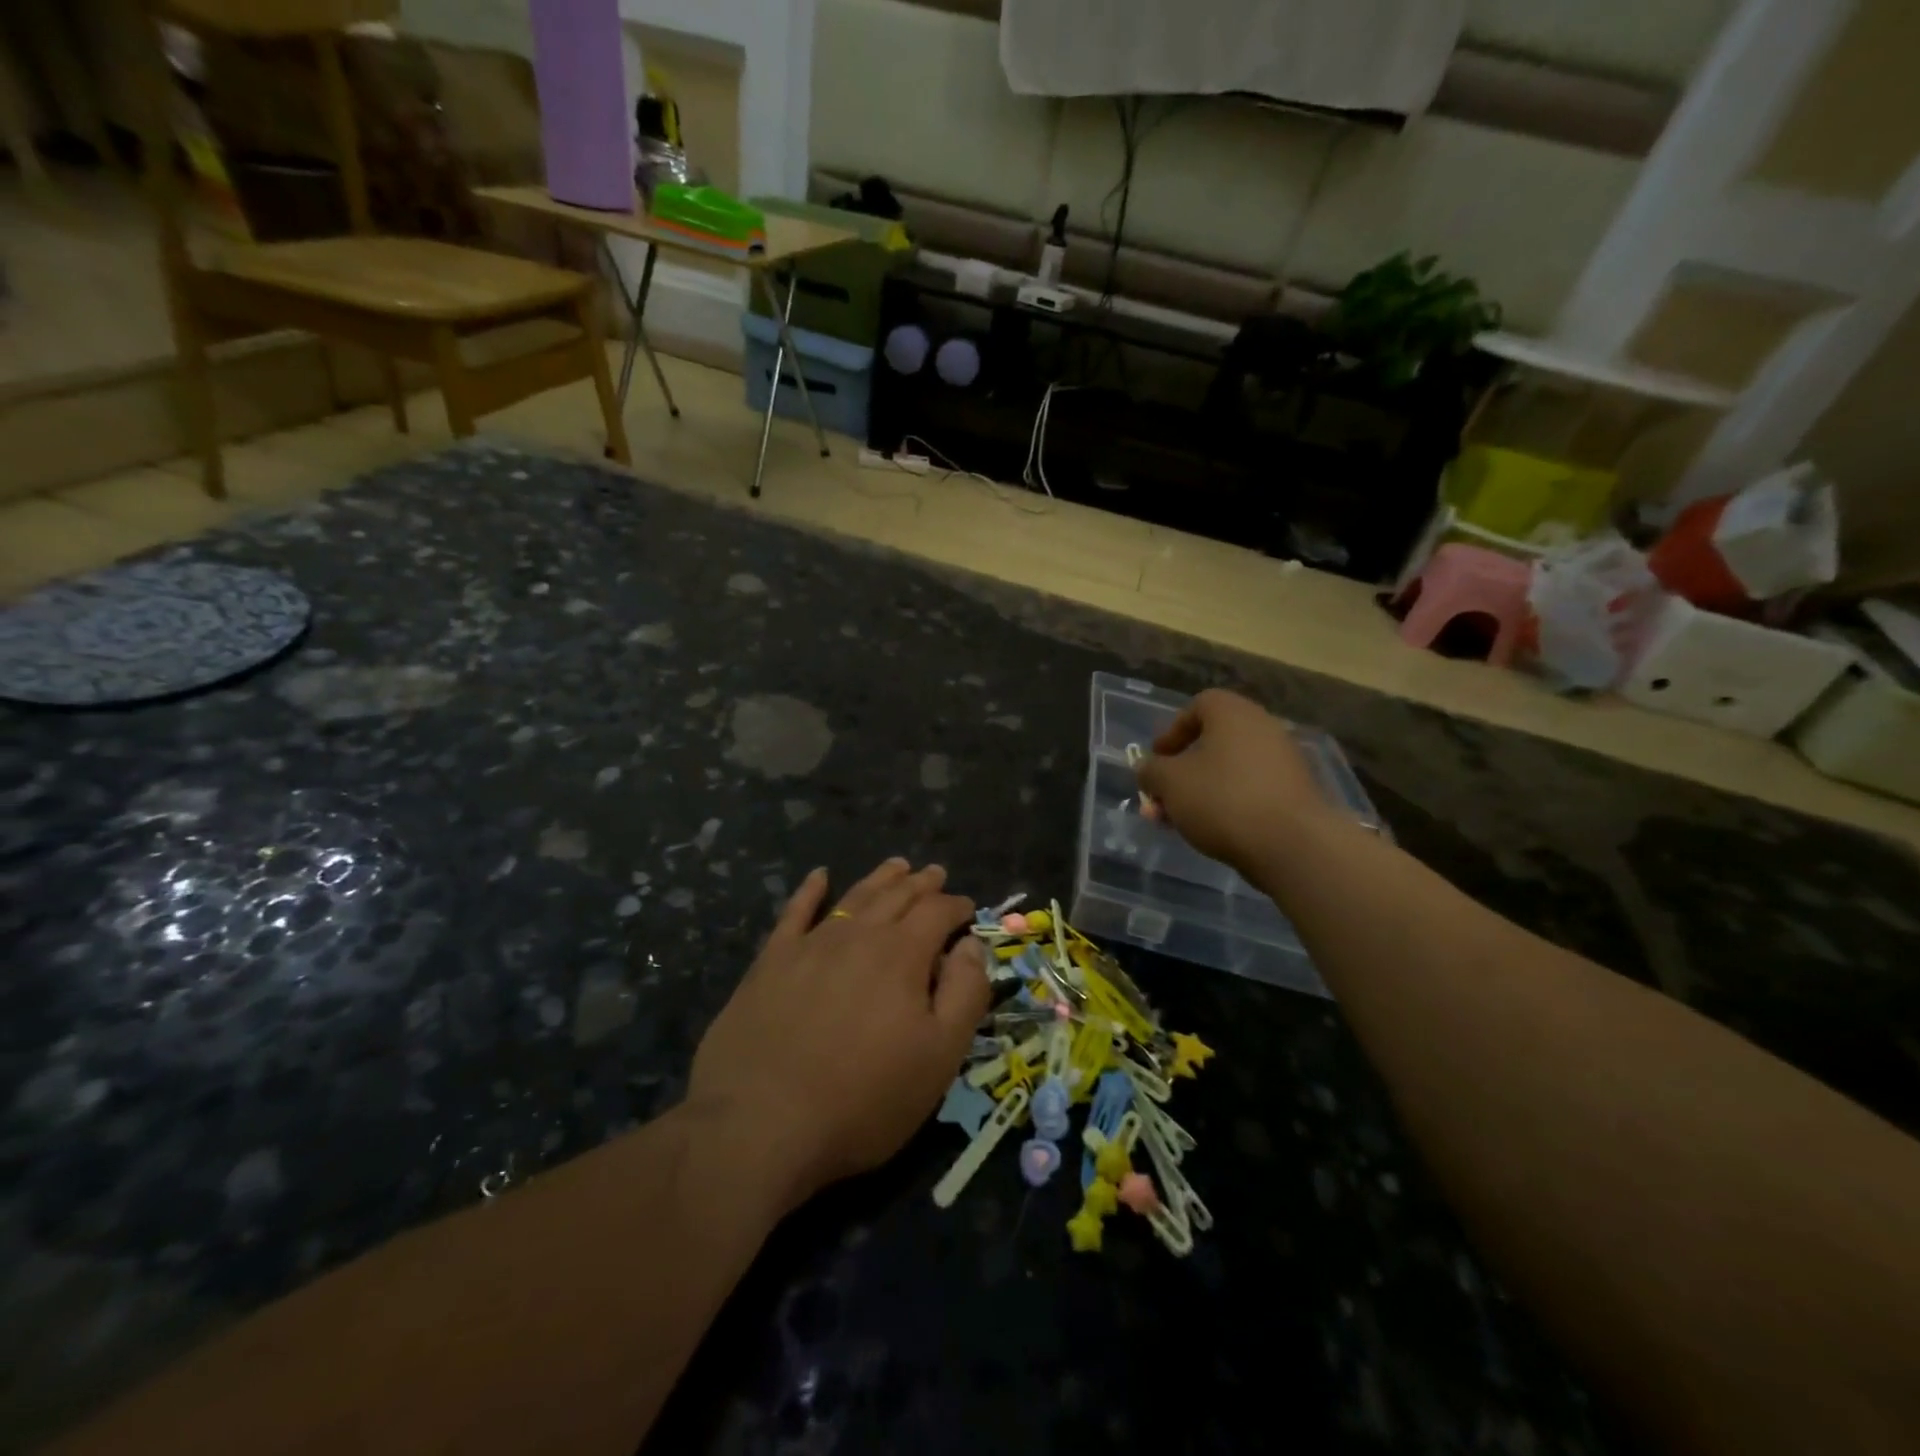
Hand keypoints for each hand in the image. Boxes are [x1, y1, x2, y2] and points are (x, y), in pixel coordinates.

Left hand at [687, 859, 990, 1212]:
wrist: (761, 1123)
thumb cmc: (864, 1097)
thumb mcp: (939, 1056)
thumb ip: (964, 993)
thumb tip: (971, 944)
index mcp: (902, 954)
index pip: (937, 913)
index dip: (956, 906)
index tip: (967, 907)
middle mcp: (858, 935)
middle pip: (897, 896)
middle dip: (921, 884)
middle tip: (934, 873)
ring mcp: (810, 944)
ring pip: (853, 897)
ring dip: (879, 879)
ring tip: (896, 866)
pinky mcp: (771, 961)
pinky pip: (794, 912)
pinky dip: (809, 890)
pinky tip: (819, 876)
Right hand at [1136, 688, 1337, 876]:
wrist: (1291, 843)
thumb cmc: (1222, 799)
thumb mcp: (1169, 782)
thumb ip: (1151, 771)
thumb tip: (1148, 769)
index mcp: (1233, 713)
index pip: (1198, 706)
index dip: (1172, 731)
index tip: (1158, 759)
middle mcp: (1262, 728)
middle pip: (1212, 742)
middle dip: (1181, 771)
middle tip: (1162, 797)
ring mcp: (1283, 761)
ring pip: (1229, 770)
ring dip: (1199, 792)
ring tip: (1178, 822)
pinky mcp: (1294, 793)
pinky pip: (1250, 790)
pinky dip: (1227, 804)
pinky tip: (1210, 831)